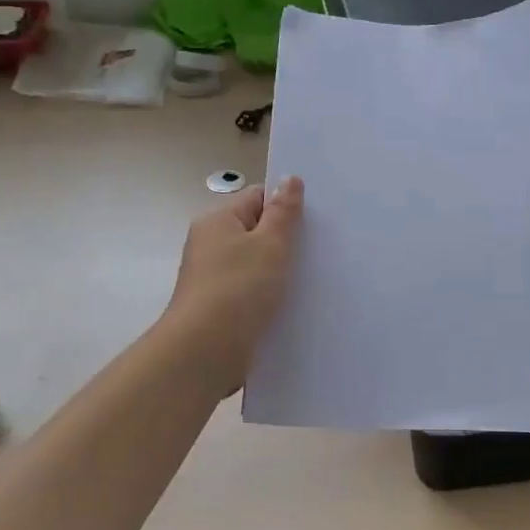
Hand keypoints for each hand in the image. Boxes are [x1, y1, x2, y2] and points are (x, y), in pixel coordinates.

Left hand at [165, 177, 303, 390]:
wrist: (206, 350)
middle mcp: (210, 246)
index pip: (256, 198)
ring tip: (314, 279)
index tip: (316, 219)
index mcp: (217, 221)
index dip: (285, 205)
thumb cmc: (239, 287)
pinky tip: (293, 306)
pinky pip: (251, 295)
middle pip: (255, 233)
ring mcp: (213, 280)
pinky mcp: (219, 310)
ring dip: (279, 273)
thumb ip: (283, 212)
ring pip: (255, 267)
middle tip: (322, 248)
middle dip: (286, 241)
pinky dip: (269, 298)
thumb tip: (289, 179)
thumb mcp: (270, 243)